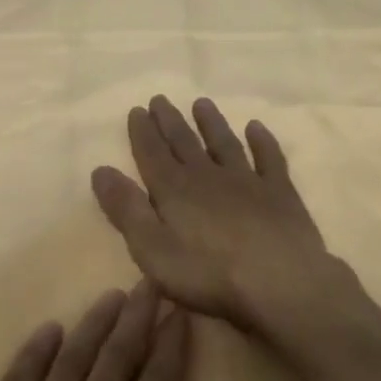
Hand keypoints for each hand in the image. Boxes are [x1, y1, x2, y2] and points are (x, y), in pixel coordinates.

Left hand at [0, 282, 221, 380]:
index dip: (173, 344)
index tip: (182, 311)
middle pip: (117, 356)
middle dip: (137, 318)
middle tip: (149, 284)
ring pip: (71, 357)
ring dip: (94, 323)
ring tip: (111, 296)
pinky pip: (17, 378)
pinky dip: (35, 350)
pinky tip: (47, 330)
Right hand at [91, 95, 350, 332]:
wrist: (279, 280)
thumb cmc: (208, 273)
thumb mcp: (152, 249)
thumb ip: (126, 210)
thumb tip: (100, 170)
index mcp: (175, 190)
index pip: (153, 154)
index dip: (142, 132)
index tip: (136, 110)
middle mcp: (209, 176)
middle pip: (185, 143)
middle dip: (170, 121)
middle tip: (161, 99)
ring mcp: (248, 181)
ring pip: (225, 144)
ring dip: (211, 123)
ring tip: (202, 103)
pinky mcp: (280, 193)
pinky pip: (269, 158)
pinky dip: (262, 141)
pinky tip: (256, 128)